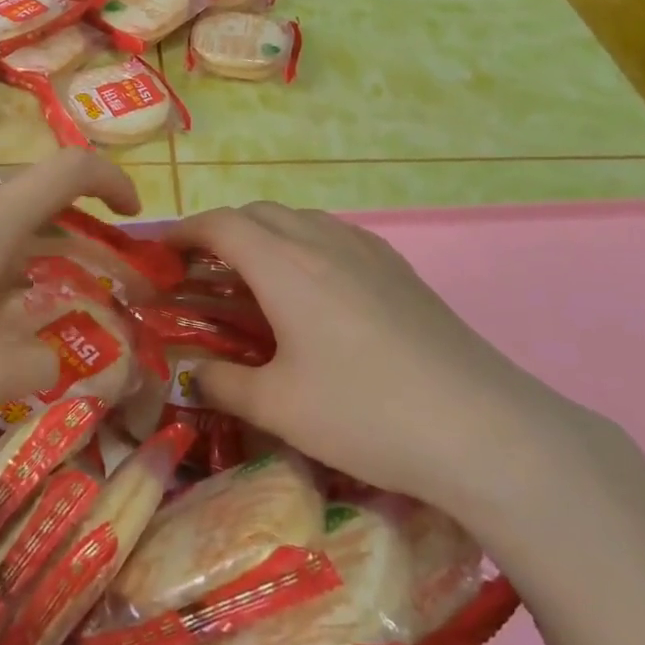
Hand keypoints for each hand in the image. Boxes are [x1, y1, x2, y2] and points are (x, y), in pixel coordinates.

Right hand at [166, 203, 599, 516]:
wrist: (484, 430)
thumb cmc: (366, 413)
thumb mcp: (277, 407)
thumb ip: (223, 384)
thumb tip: (194, 375)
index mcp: (285, 266)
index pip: (220, 224)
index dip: (183, 231)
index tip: (159, 251)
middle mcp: (325, 243)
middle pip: (259, 213)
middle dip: (221, 231)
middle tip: (201, 270)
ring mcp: (370, 253)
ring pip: (301, 220)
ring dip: (266, 235)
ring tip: (253, 278)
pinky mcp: (401, 272)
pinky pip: (336, 237)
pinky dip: (305, 246)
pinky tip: (313, 292)